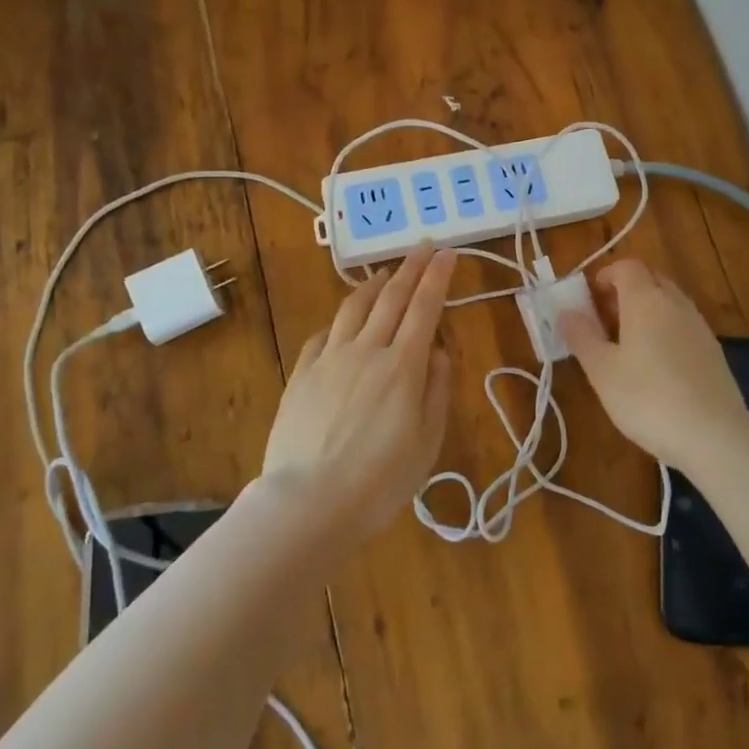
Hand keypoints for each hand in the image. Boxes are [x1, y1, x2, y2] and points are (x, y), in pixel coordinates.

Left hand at [262, 244, 457, 538]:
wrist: (308, 502)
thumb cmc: (379, 480)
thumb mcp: (426, 442)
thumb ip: (436, 390)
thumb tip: (437, 350)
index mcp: (403, 366)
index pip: (425, 307)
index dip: (438, 276)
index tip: (447, 252)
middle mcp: (367, 350)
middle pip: (391, 297)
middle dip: (411, 267)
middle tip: (423, 246)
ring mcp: (329, 358)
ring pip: (353, 307)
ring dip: (372, 285)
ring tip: (384, 274)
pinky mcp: (301, 373)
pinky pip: (323, 334)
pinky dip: (339, 321)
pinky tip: (342, 323)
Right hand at [561, 259, 748, 467]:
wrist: (714, 435)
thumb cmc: (647, 398)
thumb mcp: (602, 370)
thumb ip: (582, 336)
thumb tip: (566, 312)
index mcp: (645, 300)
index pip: (627, 267)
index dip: (607, 275)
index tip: (591, 298)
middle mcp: (676, 303)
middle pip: (651, 280)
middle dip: (627, 291)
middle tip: (606, 319)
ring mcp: (700, 326)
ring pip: (670, 303)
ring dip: (648, 311)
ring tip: (629, 345)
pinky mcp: (714, 351)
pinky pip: (685, 325)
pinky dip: (667, 331)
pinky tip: (658, 366)